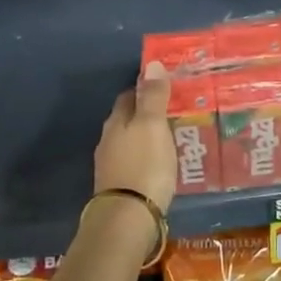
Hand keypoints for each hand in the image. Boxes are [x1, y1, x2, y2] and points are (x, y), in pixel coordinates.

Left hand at [94, 61, 177, 211]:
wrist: (127, 216)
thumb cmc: (144, 165)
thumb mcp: (153, 126)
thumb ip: (153, 96)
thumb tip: (151, 63)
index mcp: (116, 121)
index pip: (129, 95)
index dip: (145, 89)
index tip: (164, 88)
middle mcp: (108, 140)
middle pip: (127, 119)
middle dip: (146, 114)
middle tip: (172, 113)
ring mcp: (111, 165)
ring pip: (129, 142)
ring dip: (145, 138)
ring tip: (169, 138)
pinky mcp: (118, 186)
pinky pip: (133, 162)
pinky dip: (145, 158)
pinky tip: (158, 164)